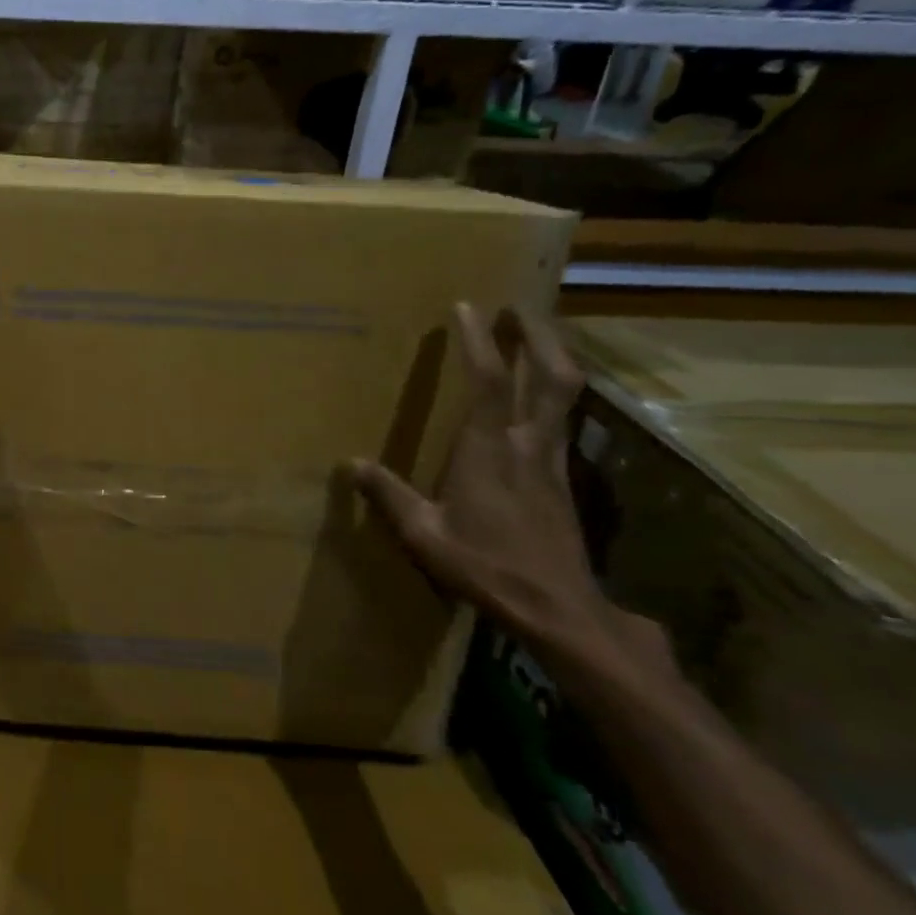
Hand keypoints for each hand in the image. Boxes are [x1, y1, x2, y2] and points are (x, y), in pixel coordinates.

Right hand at [352, 303, 613, 650]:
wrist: (560, 609)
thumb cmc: (487, 566)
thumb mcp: (424, 534)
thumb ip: (389, 495)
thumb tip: (350, 464)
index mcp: (489, 450)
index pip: (490, 381)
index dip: (480, 340)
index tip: (468, 306)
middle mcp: (528, 444)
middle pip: (551, 375)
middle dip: (540, 335)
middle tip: (519, 306)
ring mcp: (553, 459)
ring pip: (565, 394)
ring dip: (553, 356)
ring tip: (534, 335)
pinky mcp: (564, 478)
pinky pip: (562, 418)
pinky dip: (552, 392)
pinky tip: (537, 396)